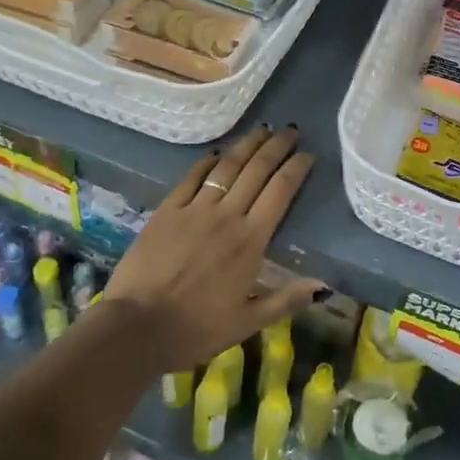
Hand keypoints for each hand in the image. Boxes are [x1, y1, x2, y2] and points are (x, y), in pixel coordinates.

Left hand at [97, 123, 322, 371]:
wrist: (137, 328)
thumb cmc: (196, 329)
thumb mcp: (247, 322)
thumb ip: (285, 300)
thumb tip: (322, 285)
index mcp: (251, 240)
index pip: (280, 191)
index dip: (296, 168)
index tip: (307, 154)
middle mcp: (227, 215)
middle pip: (257, 169)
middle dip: (277, 146)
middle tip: (290, 131)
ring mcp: (195, 208)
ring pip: (227, 166)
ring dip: (247, 145)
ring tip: (262, 130)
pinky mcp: (167, 209)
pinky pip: (192, 177)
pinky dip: (208, 161)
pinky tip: (217, 152)